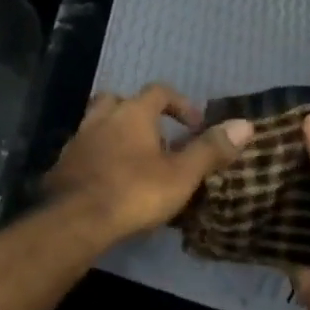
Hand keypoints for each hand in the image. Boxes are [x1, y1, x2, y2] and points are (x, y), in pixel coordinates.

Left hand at [40, 85, 252, 247]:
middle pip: (120, 100)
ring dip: (117, 133)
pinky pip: (86, 149)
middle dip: (140, 113)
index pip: (158, 91)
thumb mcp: (181, 174)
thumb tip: (245, 123)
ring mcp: (79, 139)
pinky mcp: (64, 163)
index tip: (195, 125)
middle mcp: (102, 117)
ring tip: (135, 158)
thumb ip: (210, 149)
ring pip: (99, 123)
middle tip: (157, 137)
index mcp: (132, 112)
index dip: (180, 104)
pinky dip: (100, 155)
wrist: (75, 219)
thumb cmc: (134, 191)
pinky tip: (110, 177)